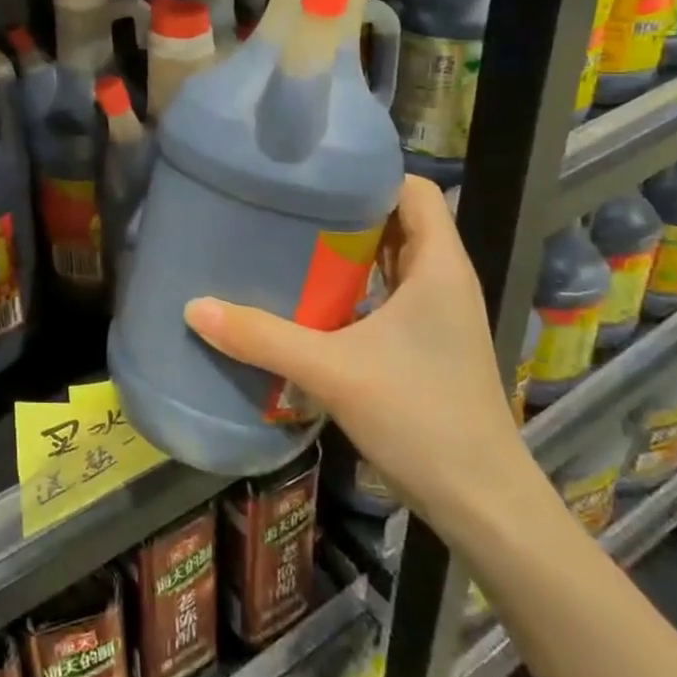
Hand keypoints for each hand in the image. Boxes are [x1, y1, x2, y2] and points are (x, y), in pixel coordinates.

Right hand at [182, 175, 531, 518]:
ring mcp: (438, 314)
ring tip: (289, 238)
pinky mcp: (427, 344)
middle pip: (397, 219)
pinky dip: (354, 284)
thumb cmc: (421, 418)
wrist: (482, 504)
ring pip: (392, 258)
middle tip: (286, 202)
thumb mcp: (333, 371)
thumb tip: (194, 307)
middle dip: (345, 207)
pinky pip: (388, 292)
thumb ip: (262, 337)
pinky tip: (310, 296)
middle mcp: (444, 279)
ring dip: (348, 247)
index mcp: (439, 266)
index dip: (369, 173)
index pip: (413, 189)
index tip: (314, 172)